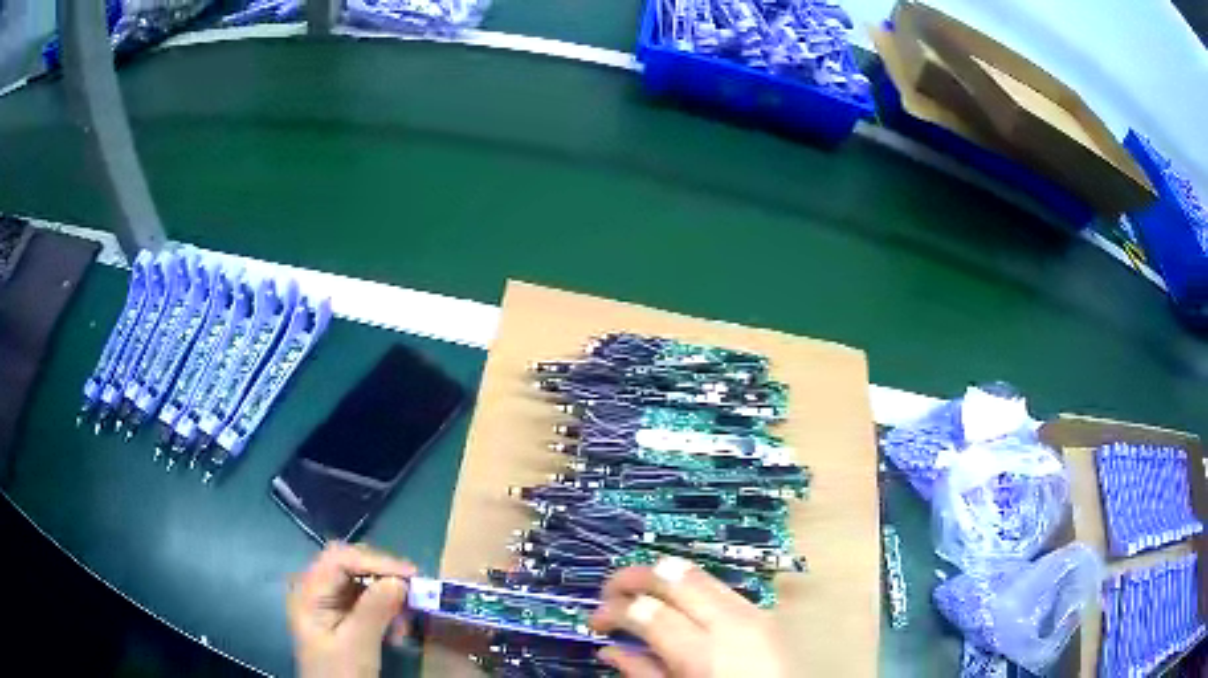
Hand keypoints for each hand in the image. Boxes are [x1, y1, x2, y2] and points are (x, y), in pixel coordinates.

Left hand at [287, 543, 416, 677]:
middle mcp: (316, 589)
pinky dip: (386, 609)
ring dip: (389, 596)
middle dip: (384, 577)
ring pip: (362, 581)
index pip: (339, 559)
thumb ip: (374, 610)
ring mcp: (329, 601)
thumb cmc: (340, 673)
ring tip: (406, 621)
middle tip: (415, 592)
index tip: (411, 575)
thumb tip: (400, 580)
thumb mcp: (357, 645)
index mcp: (309, 592)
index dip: (375, 561)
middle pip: (351, 565)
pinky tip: (399, 629)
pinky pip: (367, 599)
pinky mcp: (342, 613)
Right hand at [590, 557, 785, 677]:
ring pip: (697, 572)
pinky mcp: (764, 611)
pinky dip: (689, 589)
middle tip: (610, 594)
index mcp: (705, 653)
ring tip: (640, 598)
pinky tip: (677, 607)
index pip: (647, 611)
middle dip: (633, 577)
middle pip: (673, 576)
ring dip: (661, 578)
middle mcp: (731, 622)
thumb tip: (609, 649)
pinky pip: (718, 586)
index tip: (595, 621)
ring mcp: (753, 611)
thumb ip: (643, 673)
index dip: (612, 610)